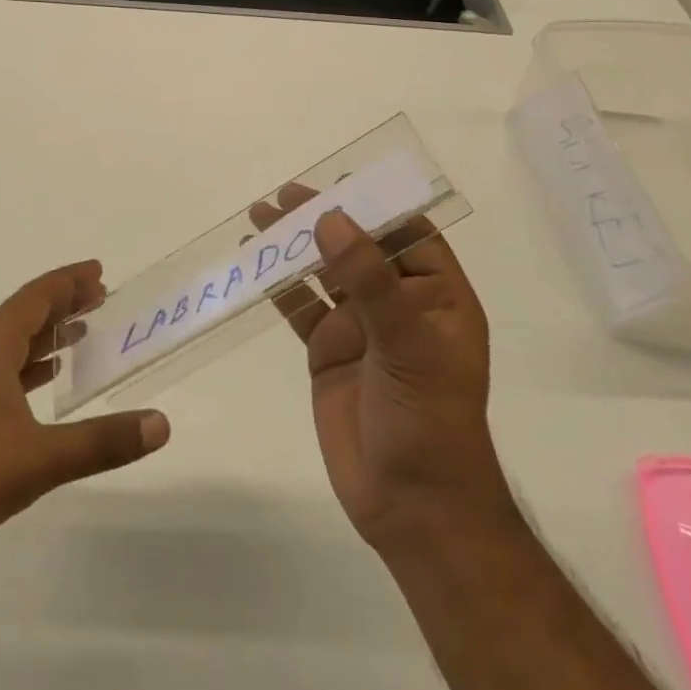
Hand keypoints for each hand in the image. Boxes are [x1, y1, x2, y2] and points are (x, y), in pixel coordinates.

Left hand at [0, 261, 169, 593]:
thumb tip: (161, 424)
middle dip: (62, 304)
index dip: (67, 282)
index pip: (34, 299)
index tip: (99, 272)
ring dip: (47, 336)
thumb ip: (101, 442)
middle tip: (101, 298)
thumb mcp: (39, 459)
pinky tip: (47, 384)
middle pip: (23, 317)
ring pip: (11, 346)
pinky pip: (2, 375)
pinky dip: (30, 369)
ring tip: (82, 334)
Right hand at [249, 190, 512, 555]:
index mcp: (437, 296)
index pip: (408, 234)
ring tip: (258, 216)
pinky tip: (253, 264)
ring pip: (324, 273)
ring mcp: (360, 328)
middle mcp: (398, 304)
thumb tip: (330, 218)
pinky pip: (300, 308)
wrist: (412, 507)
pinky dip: (277, 285)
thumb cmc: (429, 421)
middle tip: (281, 194)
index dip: (374, 204)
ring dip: (294, 245)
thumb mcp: (407, 345)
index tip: (335, 182)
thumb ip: (368, 280)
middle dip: (323, 218)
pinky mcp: (328, 352)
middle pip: (358, 246)